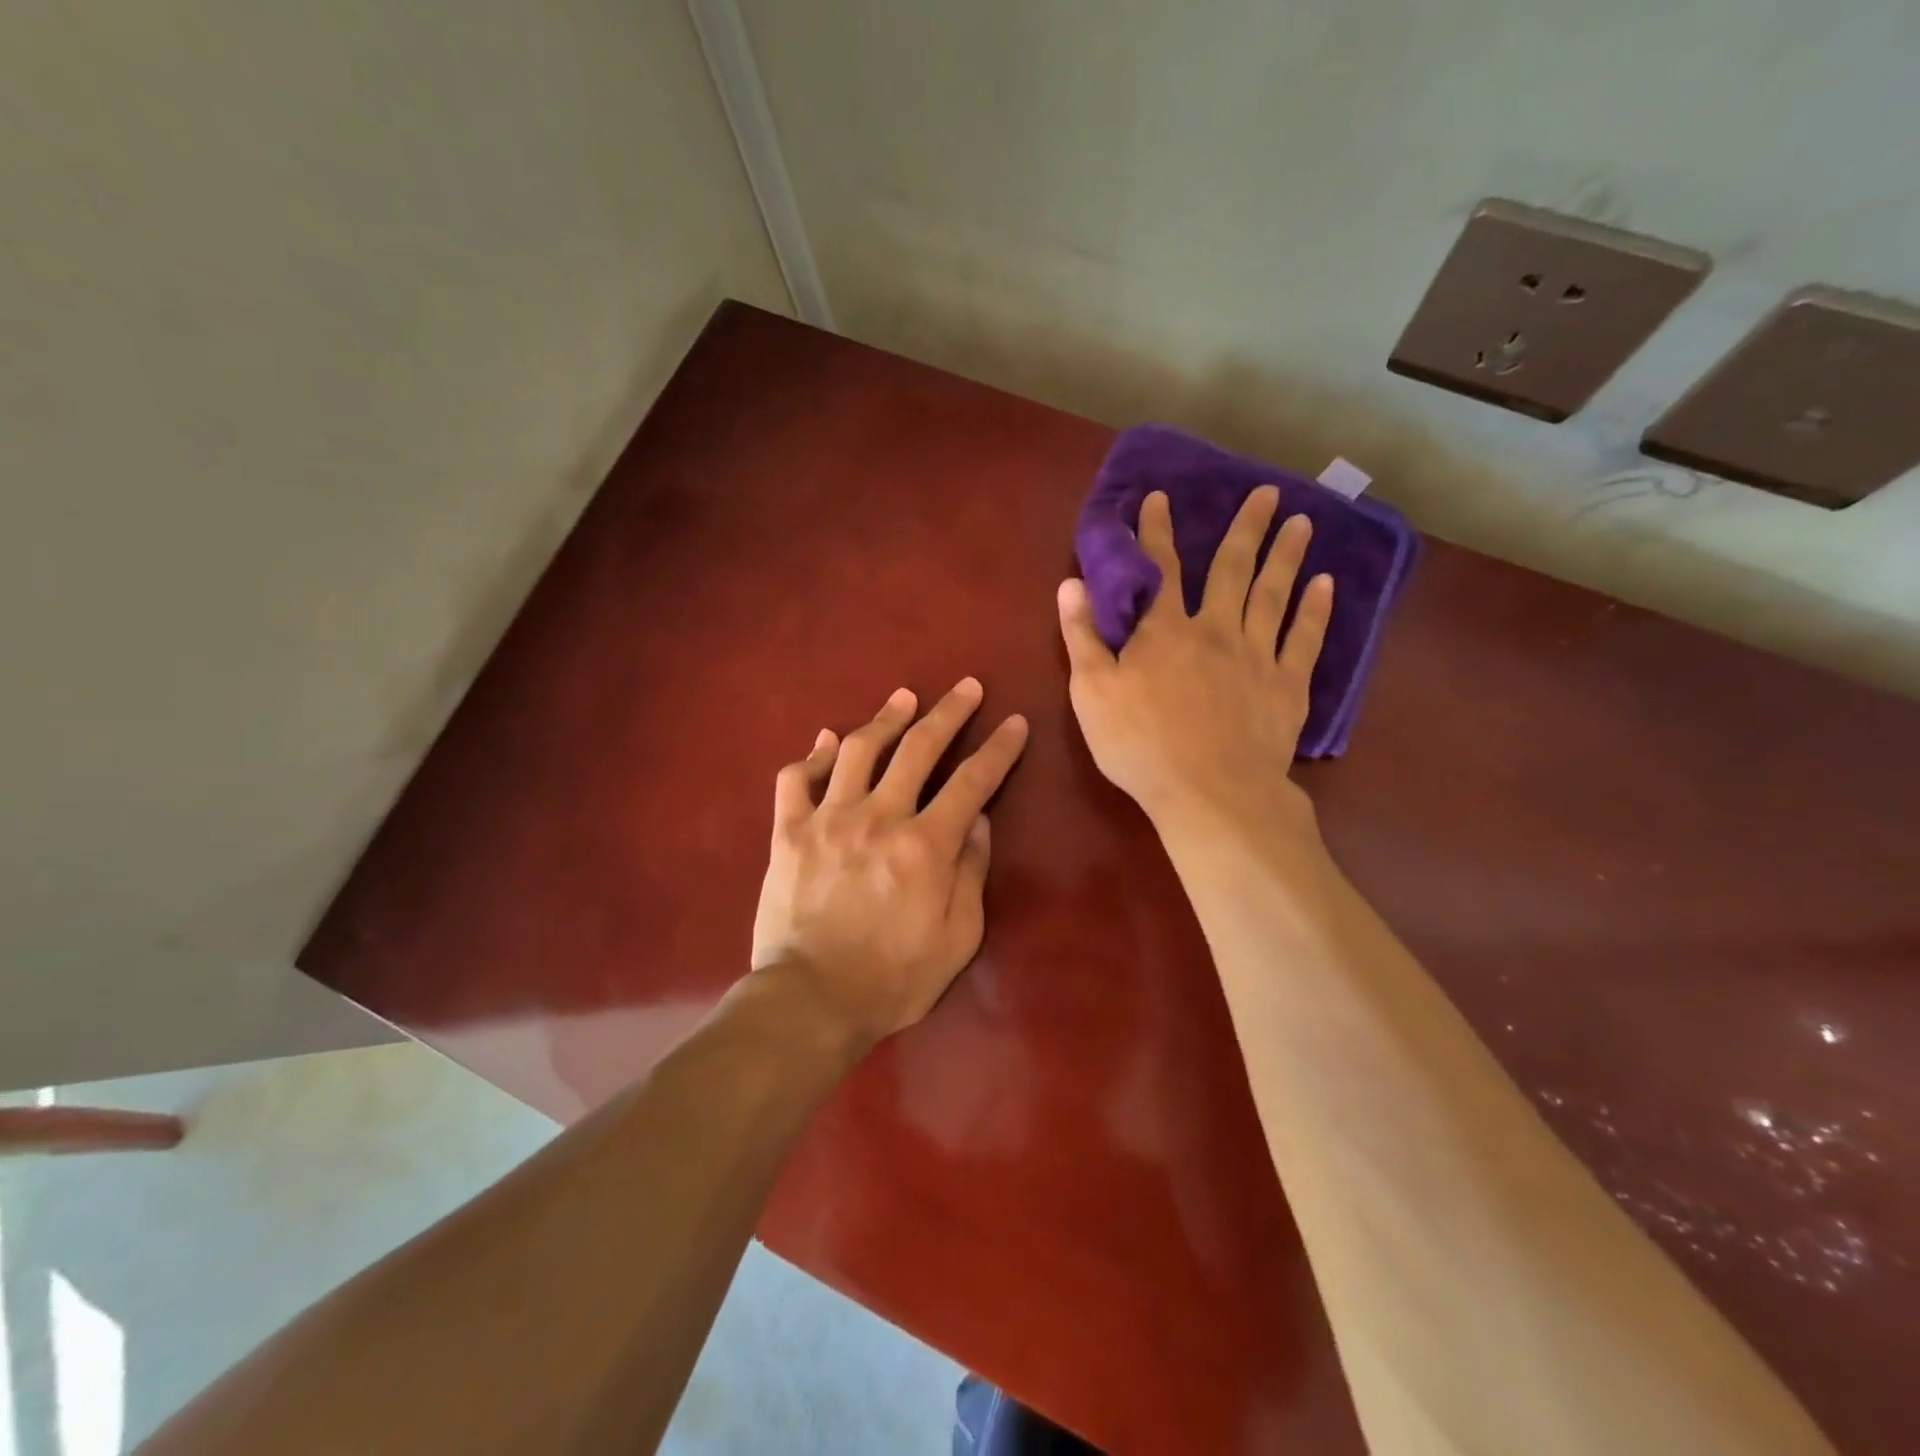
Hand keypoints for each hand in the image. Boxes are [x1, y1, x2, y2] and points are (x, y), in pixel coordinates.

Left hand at [751, 680, 1028, 1049]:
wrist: (809, 1001)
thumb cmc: (893, 979)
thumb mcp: (957, 938)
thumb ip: (970, 873)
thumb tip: (977, 821)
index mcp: (925, 844)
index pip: (973, 781)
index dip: (999, 749)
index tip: (1014, 723)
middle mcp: (879, 817)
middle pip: (919, 748)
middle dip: (949, 713)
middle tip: (966, 687)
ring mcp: (829, 819)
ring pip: (860, 750)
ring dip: (886, 718)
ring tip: (905, 698)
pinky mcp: (789, 832)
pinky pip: (796, 779)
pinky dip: (814, 755)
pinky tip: (828, 741)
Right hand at [1056, 487, 1331, 836]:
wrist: (1209, 793)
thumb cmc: (1140, 745)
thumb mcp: (1091, 692)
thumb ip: (1082, 636)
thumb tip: (1070, 584)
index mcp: (1164, 632)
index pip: (1159, 570)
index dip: (1156, 532)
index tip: (1160, 497)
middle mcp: (1214, 631)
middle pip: (1231, 570)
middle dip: (1245, 529)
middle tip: (1267, 492)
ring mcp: (1256, 656)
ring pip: (1272, 595)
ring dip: (1284, 556)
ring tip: (1301, 521)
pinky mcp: (1286, 686)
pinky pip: (1303, 639)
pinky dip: (1315, 610)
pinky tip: (1324, 584)